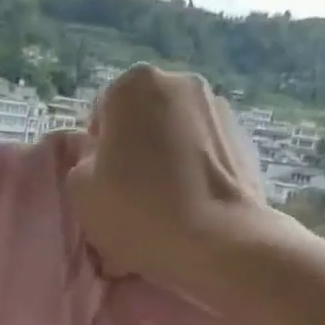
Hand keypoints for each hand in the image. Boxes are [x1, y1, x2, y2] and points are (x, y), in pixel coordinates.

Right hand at [66, 65, 272, 287]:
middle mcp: (179, 82)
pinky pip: (204, 155)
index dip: (97, 152)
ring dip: (166, 162)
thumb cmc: (137, 211)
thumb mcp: (80, 191)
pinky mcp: (244, 139)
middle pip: (142, 121)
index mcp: (134, 85)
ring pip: (175, 137)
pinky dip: (194, 174)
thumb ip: (82, 163)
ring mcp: (219, 108)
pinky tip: (190, 210)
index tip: (103, 184)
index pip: (102, 113)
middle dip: (134, 151)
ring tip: (163, 208)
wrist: (216, 241)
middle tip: (131, 197)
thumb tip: (100, 160)